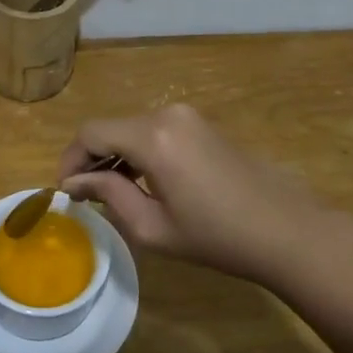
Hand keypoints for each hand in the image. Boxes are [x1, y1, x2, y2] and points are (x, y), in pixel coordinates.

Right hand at [58, 104, 339, 284]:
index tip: (66, 191)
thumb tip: (76, 182)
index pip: (91, 133)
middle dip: (91, 158)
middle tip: (84, 196)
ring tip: (111, 193)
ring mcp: (188, 116)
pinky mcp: (202, 124)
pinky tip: (143, 182)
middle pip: (111, 127)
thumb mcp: (152, 226)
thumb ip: (109, 194)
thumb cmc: (217, 237)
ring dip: (115, 155)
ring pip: (132, 128)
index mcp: (153, 137)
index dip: (71, 159)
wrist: (286, 230)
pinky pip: (156, 131)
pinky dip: (139, 151)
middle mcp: (167, 114)